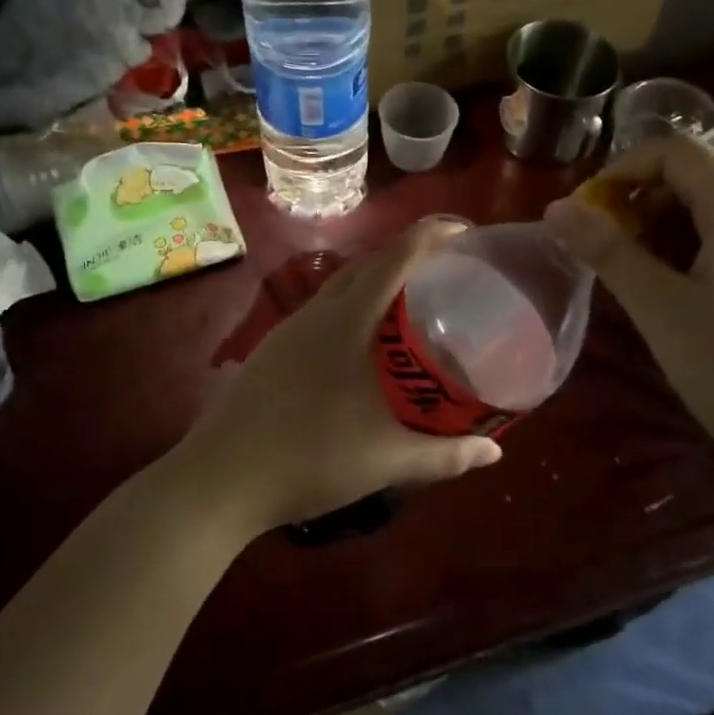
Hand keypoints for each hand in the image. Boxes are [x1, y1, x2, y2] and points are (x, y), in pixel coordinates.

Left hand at [180, 218, 502, 536]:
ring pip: (341, 287)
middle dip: (408, 255)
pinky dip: (353, 307)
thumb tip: (495, 451)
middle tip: (447, 269)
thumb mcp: (386, 460)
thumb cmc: (309, 459)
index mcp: (346, 322)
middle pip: (368, 265)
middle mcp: (316, 314)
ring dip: (378, 281)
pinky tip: (363, 342)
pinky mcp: (273, 350)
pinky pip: (323, 310)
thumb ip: (445, 455)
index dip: (430, 237)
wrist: (218, 482)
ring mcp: (289, 331)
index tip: (464, 233)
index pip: (394, 260)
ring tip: (412, 301)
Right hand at [543, 137, 713, 479]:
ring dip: (665, 229)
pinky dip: (696, 252)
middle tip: (606, 251)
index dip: (621, 171)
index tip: (586, 216)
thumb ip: (607, 251)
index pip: (675, 150)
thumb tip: (555, 209)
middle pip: (697, 177)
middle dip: (640, 202)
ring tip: (637, 278)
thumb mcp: (661, 309)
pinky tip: (682, 298)